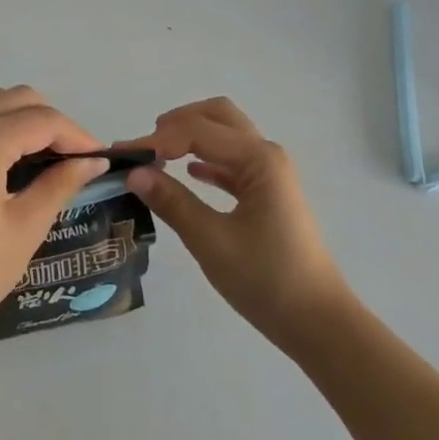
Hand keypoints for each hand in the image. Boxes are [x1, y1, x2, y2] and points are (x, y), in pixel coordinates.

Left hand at [0, 86, 110, 348]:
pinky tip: (11, 160)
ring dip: (23, 119)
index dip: (77, 135)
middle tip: (73, 158)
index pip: (42, 121)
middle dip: (51, 122)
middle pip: (17, 99)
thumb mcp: (26, 227)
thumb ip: (61, 183)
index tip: (99, 157)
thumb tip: (94, 160)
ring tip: (45, 157)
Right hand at [125, 97, 351, 353]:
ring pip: (226, 136)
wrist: (318, 323)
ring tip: (157, 158)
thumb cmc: (266, 279)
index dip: (155, 140)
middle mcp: (266, 154)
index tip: (121, 156)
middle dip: (178, 123)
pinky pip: (232, 162)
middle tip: (145, 147)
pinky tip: (188, 174)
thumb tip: (134, 173)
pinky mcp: (269, 193)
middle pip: (217, 116)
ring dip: (192, 138)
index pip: (196, 131)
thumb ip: (172, 202)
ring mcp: (270, 173)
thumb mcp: (211, 241)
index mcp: (257, 158)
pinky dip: (207, 160)